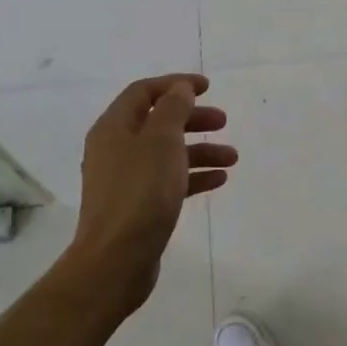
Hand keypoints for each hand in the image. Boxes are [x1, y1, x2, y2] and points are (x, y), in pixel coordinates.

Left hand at [64, 74, 235, 315]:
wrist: (115, 261)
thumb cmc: (140, 193)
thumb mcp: (161, 141)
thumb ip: (173, 109)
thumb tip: (179, 89)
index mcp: (114, 127)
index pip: (144, 91)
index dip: (176, 84)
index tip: (208, 87)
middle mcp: (115, 148)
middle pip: (158, 121)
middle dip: (192, 118)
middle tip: (223, 121)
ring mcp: (125, 179)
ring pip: (167, 153)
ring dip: (200, 150)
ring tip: (232, 157)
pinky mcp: (137, 205)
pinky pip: (168, 180)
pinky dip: (193, 176)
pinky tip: (219, 180)